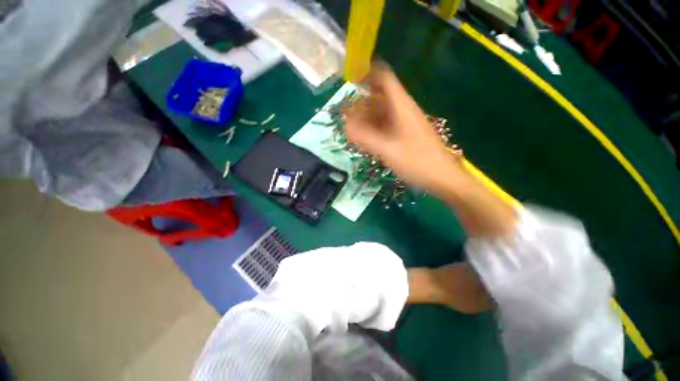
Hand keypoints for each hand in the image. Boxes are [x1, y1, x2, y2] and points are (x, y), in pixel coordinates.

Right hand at [344, 64, 459, 191]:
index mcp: (402, 107)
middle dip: (362, 105)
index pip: (384, 79)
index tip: (350, 83)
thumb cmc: (417, 162)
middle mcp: (403, 111)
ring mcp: (405, 124)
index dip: (367, 76)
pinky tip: (366, 141)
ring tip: (352, 132)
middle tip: (346, 119)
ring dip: (367, 120)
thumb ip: (365, 137)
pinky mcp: (406, 136)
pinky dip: (374, 130)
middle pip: (380, 98)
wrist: (442, 177)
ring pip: (382, 114)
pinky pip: (386, 127)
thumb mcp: (388, 150)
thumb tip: (345, 124)